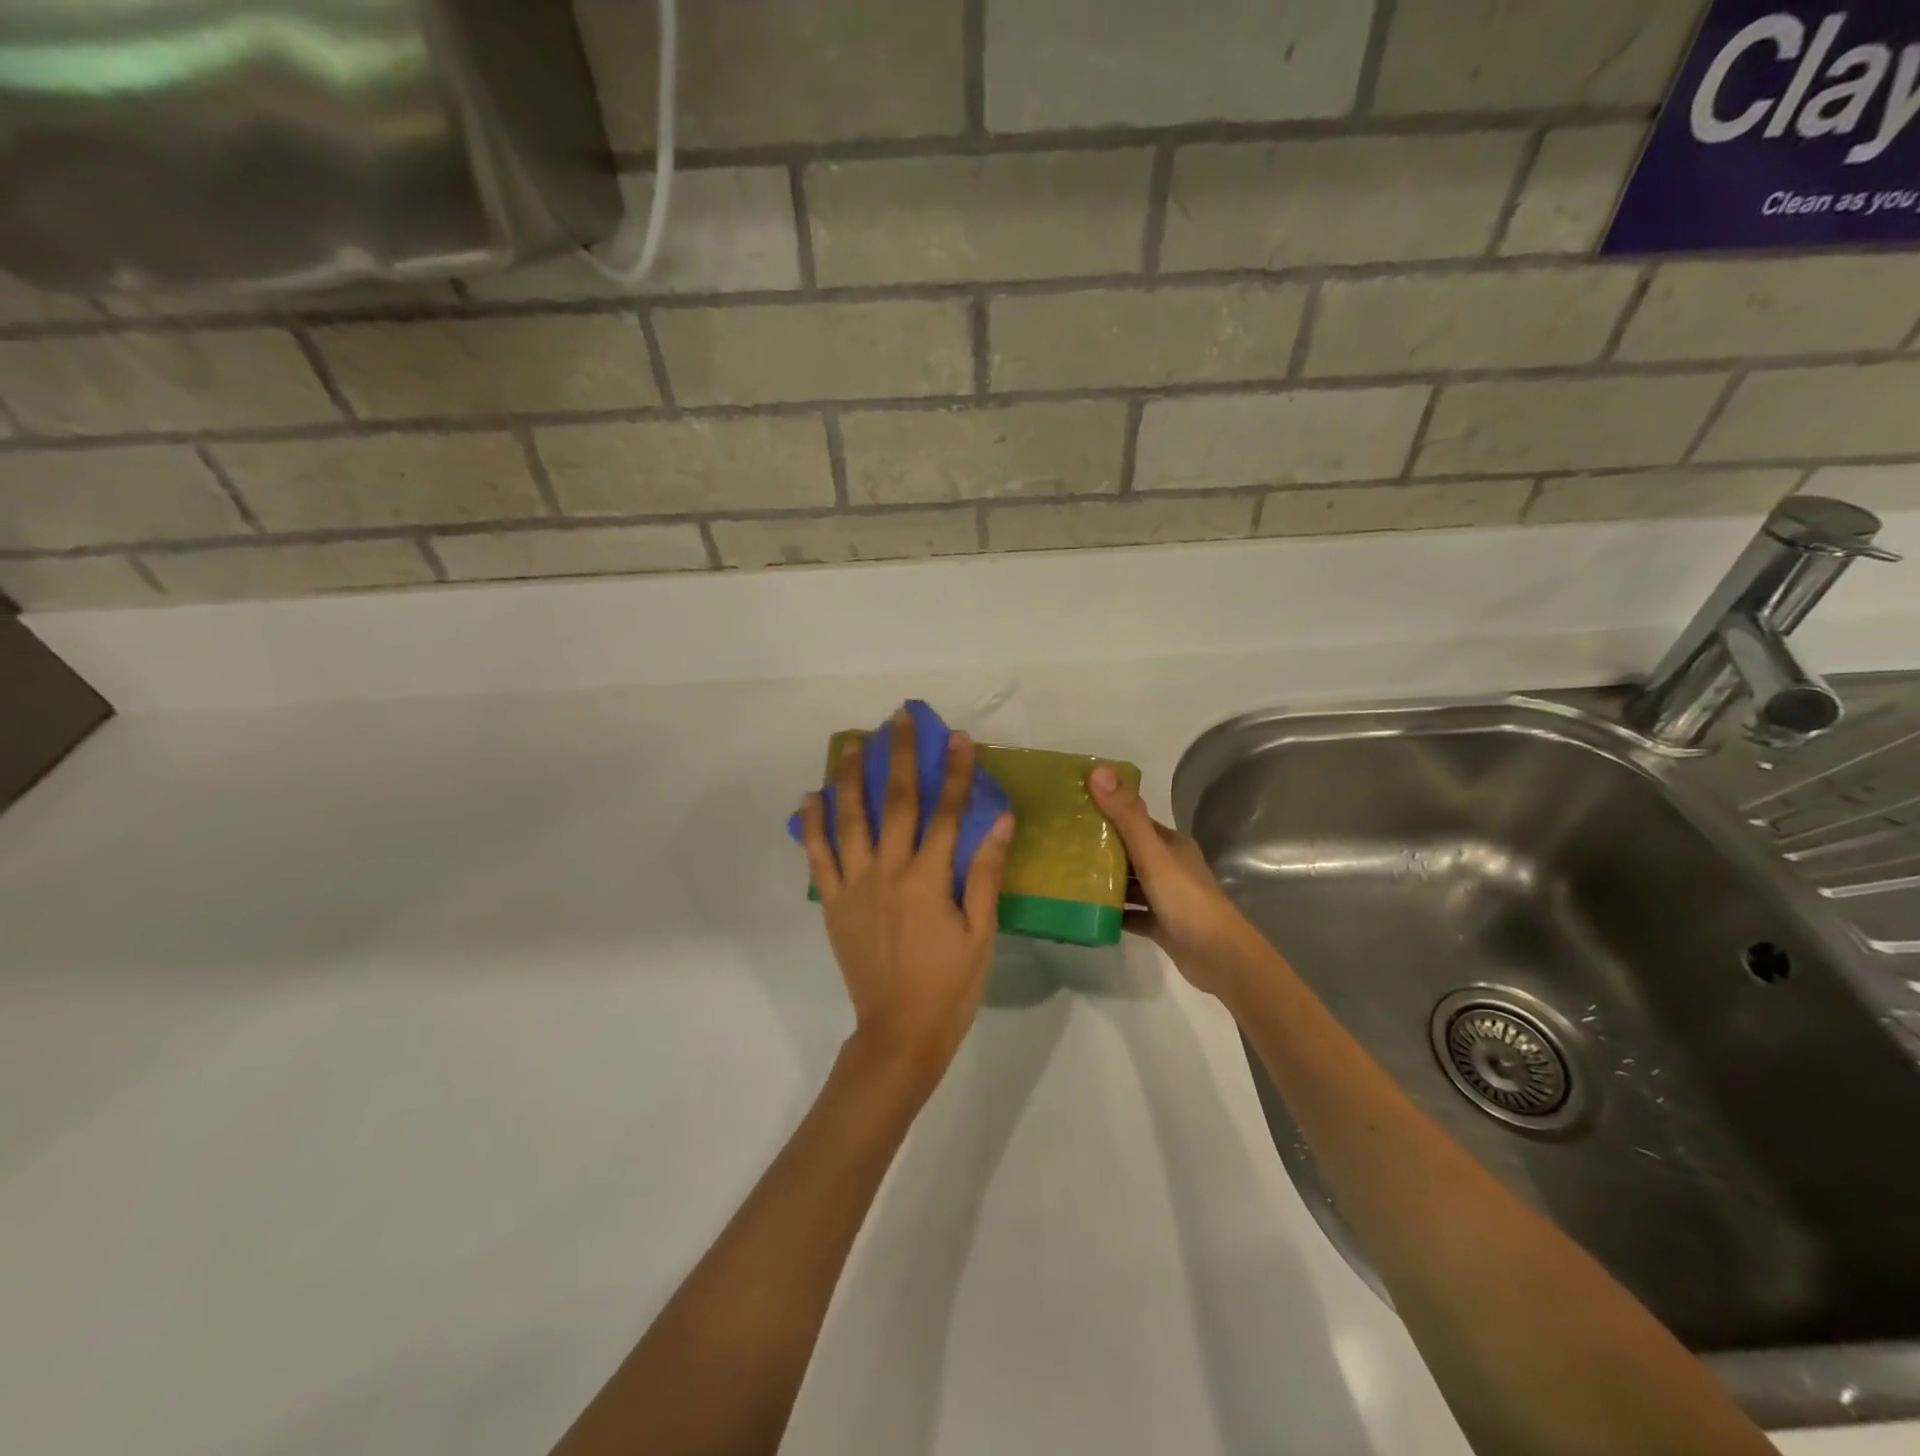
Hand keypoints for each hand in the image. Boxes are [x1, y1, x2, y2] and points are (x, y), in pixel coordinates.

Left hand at [797, 710, 1014, 1086]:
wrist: (899, 1032)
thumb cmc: (950, 985)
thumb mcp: (982, 933)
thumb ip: (986, 873)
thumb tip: (1001, 820)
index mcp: (928, 879)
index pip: (946, 812)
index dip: (954, 772)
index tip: (958, 737)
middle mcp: (888, 872)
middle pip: (895, 803)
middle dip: (899, 756)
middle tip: (899, 718)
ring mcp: (854, 886)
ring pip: (850, 819)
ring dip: (852, 777)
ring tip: (853, 742)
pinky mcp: (833, 903)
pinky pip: (818, 857)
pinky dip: (812, 825)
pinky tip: (811, 797)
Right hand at [1088, 765, 1260, 999]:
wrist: (1218, 957)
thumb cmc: (1186, 900)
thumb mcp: (1153, 855)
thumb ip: (1127, 816)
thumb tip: (1098, 770)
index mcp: (1171, 844)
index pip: (1134, 819)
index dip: (1106, 810)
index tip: (1072, 807)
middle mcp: (1169, 865)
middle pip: (1129, 850)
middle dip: (1099, 846)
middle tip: (1060, 843)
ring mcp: (1165, 896)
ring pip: (1129, 882)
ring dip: (1104, 879)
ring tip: (1066, 875)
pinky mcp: (1160, 924)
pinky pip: (1130, 912)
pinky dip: (1112, 911)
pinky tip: (1085, 910)